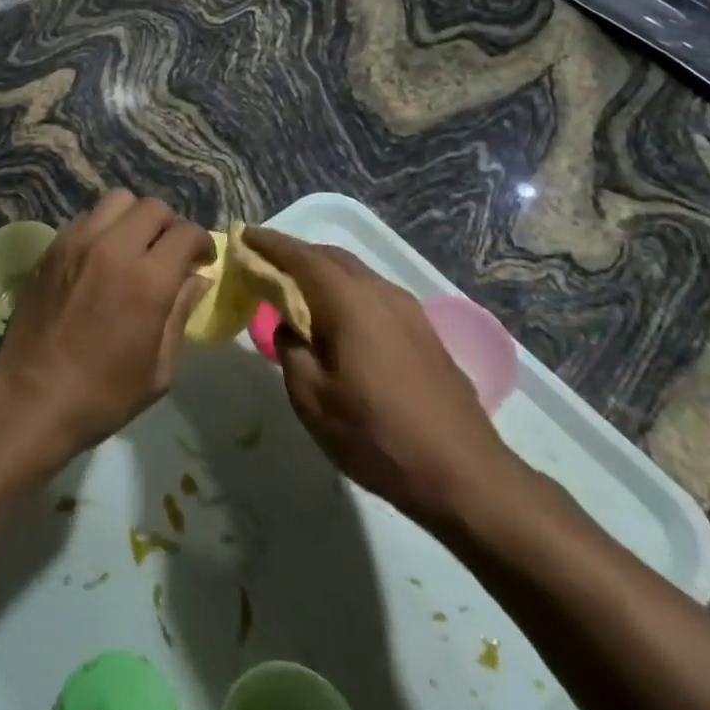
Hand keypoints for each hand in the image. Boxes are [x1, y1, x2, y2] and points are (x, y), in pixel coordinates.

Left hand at [0, 191, 212, 469]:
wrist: (31, 396)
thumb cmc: (103, 394)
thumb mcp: (159, 368)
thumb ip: (181, 313)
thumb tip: (198, 279)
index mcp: (148, 279)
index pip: (186, 233)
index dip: (202, 243)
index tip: (202, 261)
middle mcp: (114, 247)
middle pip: (153, 207)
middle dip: (170, 226)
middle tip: (169, 254)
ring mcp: (78, 242)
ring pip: (117, 200)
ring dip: (134, 218)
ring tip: (134, 248)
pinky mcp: (53, 246)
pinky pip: (87, 218)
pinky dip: (104, 228)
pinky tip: (101, 258)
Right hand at [245, 227, 524, 534]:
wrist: (465, 475)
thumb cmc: (376, 436)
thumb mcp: (312, 399)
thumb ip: (290, 350)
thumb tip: (288, 326)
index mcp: (348, 301)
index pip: (301, 256)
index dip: (270, 244)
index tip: (245, 235)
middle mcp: (380, 293)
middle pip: (331, 257)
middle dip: (297, 254)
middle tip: (266, 263)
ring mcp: (409, 310)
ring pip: (357, 275)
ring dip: (324, 273)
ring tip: (299, 290)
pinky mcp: (425, 332)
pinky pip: (375, 295)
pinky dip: (348, 292)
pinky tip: (340, 320)